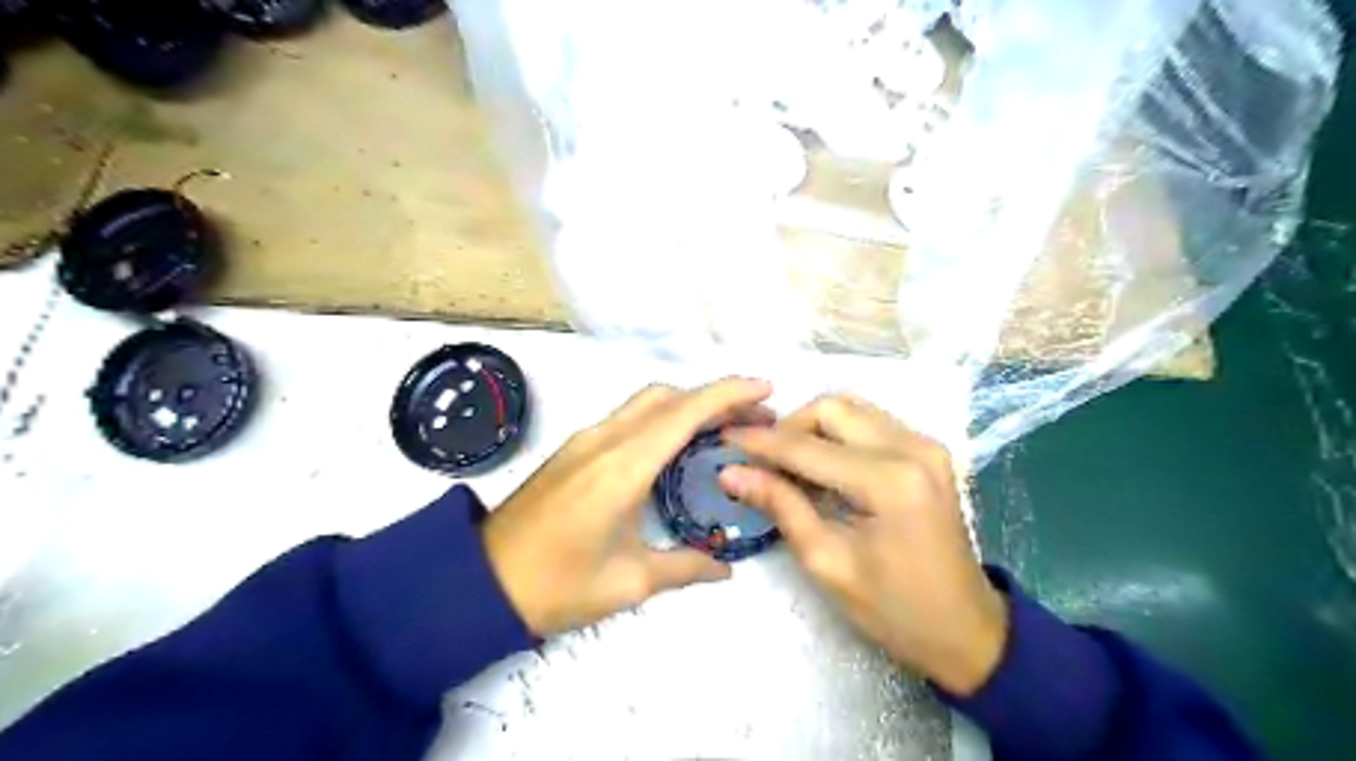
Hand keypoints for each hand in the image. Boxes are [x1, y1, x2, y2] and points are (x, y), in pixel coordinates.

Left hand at [486, 379, 773, 637]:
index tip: (765, 390)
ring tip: (723, 430)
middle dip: (714, 398)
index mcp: (622, 466)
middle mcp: (604, 439)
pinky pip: (628, 418)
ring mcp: (585, 440)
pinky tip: (677, 446)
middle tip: (754, 420)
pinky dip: (663, 418)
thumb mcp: (628, 582)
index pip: (684, 413)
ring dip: (687, 405)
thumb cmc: (556, 585)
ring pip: (646, 402)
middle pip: (667, 396)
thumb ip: (685, 568)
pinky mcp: (574, 449)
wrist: (479, 581)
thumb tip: (726, 568)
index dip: (728, 394)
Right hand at [718, 398, 1005, 694]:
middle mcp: (912, 446)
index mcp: (889, 481)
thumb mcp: (827, 562)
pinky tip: (822, 464)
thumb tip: (731, 473)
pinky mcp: (928, 449)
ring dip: (812, 427)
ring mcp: (925, 443)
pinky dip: (838, 434)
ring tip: (788, 463)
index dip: (760, 442)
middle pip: (831, 407)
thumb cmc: (894, 609)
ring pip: (851, 408)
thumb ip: (780, 506)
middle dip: (789, 428)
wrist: (966, 629)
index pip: (807, 447)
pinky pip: (870, 422)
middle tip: (763, 462)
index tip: (723, 438)